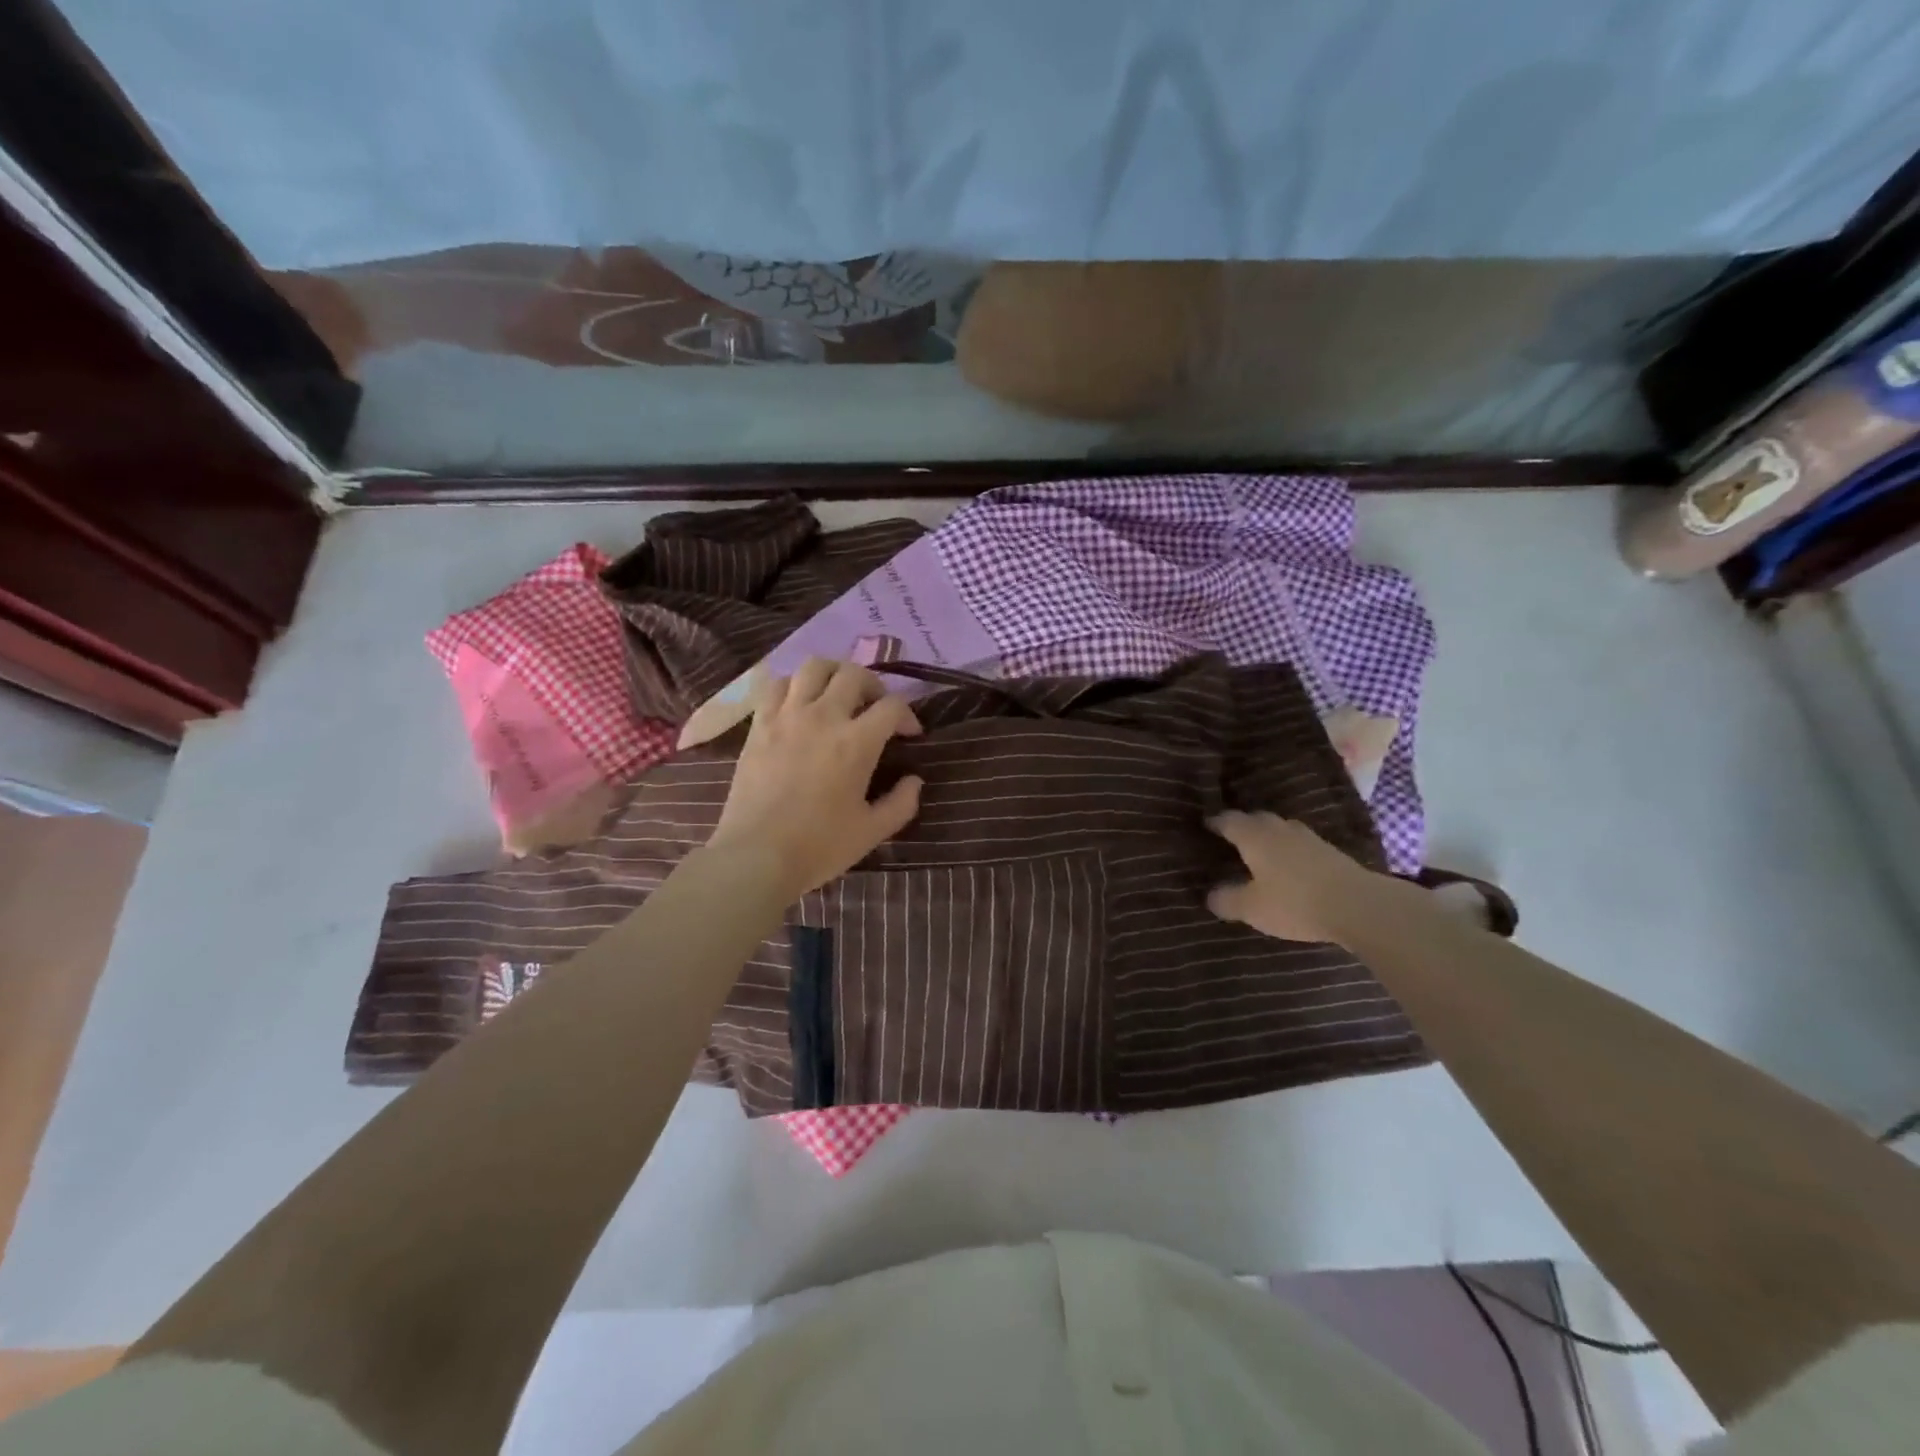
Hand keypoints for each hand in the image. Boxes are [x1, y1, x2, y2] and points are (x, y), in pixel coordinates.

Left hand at [707, 658, 923, 898]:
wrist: (756, 855)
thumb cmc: (819, 846)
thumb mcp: (872, 831)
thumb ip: (901, 803)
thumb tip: (914, 780)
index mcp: (857, 742)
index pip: (892, 706)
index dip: (908, 715)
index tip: (909, 734)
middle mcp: (824, 717)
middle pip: (854, 674)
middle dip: (874, 686)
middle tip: (875, 708)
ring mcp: (787, 716)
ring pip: (814, 667)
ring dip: (834, 674)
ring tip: (838, 694)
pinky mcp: (759, 724)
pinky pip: (777, 684)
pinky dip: (794, 685)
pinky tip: (800, 703)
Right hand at [1206, 811, 1380, 944]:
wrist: (1358, 906)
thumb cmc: (1294, 902)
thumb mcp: (1252, 908)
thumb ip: (1228, 900)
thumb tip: (1210, 895)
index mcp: (1254, 836)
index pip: (1228, 820)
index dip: (1215, 822)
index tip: (1205, 824)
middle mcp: (1279, 829)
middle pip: (1256, 819)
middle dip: (1242, 825)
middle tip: (1231, 836)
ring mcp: (1308, 838)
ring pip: (1280, 829)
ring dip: (1268, 836)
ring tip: (1259, 850)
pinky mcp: (1330, 851)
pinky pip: (1299, 844)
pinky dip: (1288, 850)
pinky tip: (1289, 865)